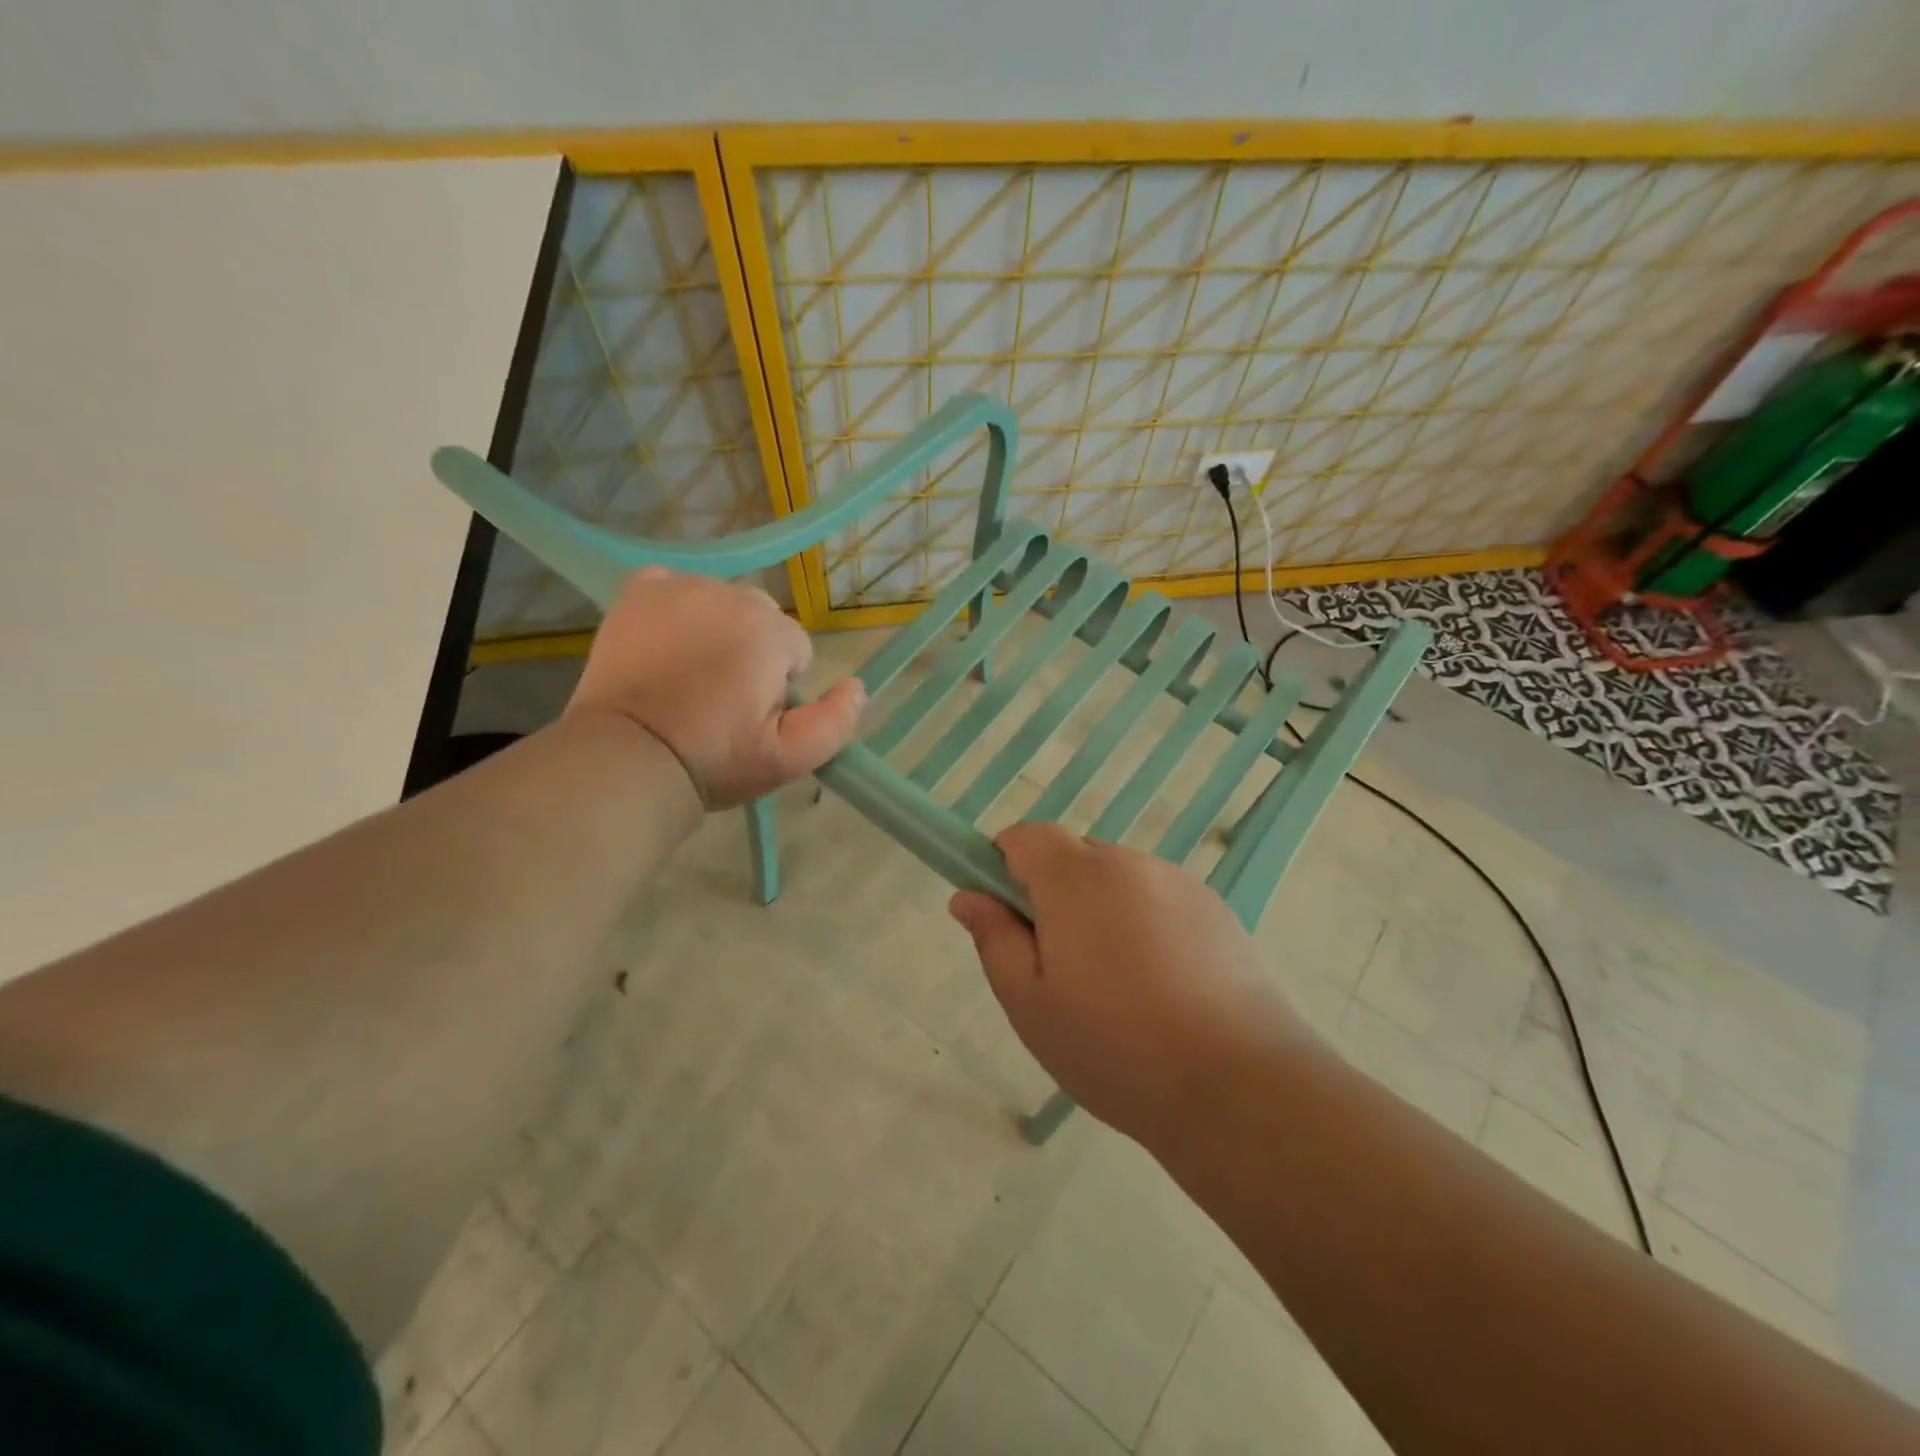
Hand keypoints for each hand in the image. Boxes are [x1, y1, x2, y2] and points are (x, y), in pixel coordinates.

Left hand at [566, 568, 865, 808]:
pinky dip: (677, 609)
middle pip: (760, 620)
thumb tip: (856, 686)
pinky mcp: (638, 592)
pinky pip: (676, 587)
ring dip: (716, 631)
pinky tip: (666, 644)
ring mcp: (679, 588)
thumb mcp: (790, 758)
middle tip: (721, 699)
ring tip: (690, 677)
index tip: (751, 717)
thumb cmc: (714, 760)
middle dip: (751, 652)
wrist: (628, 757)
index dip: (779, 687)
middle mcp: (727, 594)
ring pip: (720, 603)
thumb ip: (836, 721)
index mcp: (768, 630)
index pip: (796, 649)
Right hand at [949, 823, 1315, 1150]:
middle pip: (1074, 856)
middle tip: (1061, 967)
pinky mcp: (1217, 908)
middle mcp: (1129, 863)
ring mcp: (1179, 882)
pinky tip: (1163, 988)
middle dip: (1055, 895)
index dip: (1005, 867)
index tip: (1010, 919)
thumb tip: (968, 896)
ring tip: (1119, 988)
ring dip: (1102, 912)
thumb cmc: (1114, 1047)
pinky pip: (1159, 900)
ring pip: (1117, 881)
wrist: (1239, 1085)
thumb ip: (994, 938)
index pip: (1026, 836)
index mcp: (1077, 878)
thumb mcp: (1029, 1003)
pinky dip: (1145, 926)